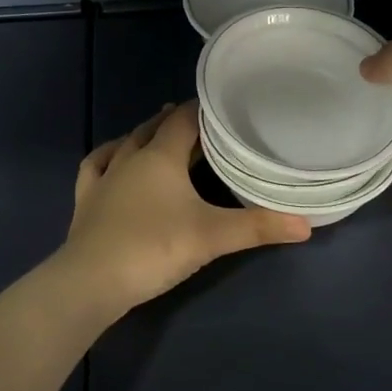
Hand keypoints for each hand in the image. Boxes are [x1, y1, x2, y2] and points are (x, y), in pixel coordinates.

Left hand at [58, 102, 310, 313]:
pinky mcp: (86, 200)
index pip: (184, 119)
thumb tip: (306, 225)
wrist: (92, 281)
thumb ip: (258, 227)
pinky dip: (107, 157)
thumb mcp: (213, 237)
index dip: (203, 110)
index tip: (223, 109)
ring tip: (159, 134)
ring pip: (125, 143)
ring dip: (144, 135)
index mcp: (161, 156)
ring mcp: (104, 178)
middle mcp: (130, 157)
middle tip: (201, 124)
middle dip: (176, 121)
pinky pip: (94, 167)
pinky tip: (112, 159)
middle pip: (155, 127)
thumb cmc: (155, 247)